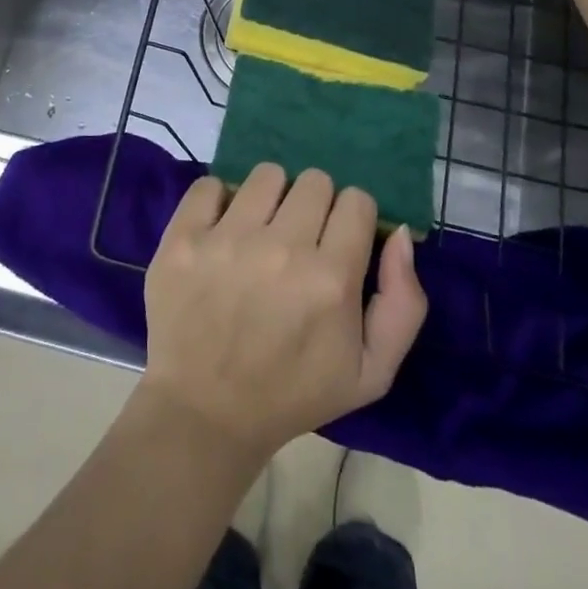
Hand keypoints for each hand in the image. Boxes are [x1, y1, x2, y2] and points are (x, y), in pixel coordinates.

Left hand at [140, 164, 427, 461]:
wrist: (205, 413)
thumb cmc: (293, 393)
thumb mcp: (372, 372)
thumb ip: (404, 302)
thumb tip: (399, 231)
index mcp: (331, 279)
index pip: (357, 200)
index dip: (352, 218)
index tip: (338, 240)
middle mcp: (282, 248)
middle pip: (315, 181)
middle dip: (314, 205)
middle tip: (298, 238)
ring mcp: (227, 239)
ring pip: (267, 174)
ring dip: (270, 198)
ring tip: (260, 231)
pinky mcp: (184, 237)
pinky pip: (210, 184)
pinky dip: (218, 201)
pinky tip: (221, 230)